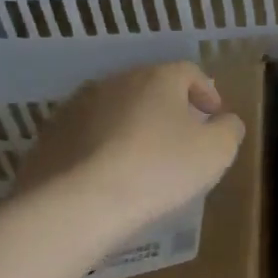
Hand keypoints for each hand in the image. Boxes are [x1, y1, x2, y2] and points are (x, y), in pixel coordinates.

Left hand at [16, 61, 245, 246]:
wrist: (76, 205)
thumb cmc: (159, 170)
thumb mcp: (216, 152)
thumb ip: (229, 130)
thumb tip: (225, 121)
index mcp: (157, 78)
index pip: (189, 72)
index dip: (206, 92)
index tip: (214, 116)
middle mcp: (114, 82)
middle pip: (149, 87)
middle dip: (168, 108)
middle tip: (181, 136)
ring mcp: (75, 108)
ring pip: (114, 109)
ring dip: (131, 126)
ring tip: (142, 158)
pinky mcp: (48, 138)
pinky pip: (85, 136)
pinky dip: (100, 148)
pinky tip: (108, 175)